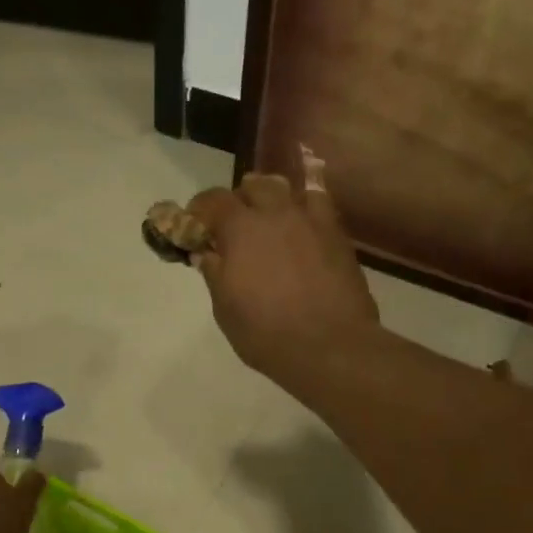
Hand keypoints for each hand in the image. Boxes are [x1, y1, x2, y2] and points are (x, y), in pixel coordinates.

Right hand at [186, 167, 378, 381]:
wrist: (331, 346)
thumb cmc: (267, 333)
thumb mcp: (226, 308)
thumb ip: (214, 273)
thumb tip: (206, 253)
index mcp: (241, 228)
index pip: (213, 200)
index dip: (200, 209)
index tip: (195, 225)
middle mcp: (275, 213)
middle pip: (252, 186)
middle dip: (239, 200)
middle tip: (234, 226)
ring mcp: (310, 220)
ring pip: (287, 189)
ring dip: (272, 197)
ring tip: (270, 220)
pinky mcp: (336, 234)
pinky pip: (319, 204)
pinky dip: (305, 206)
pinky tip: (302, 223)